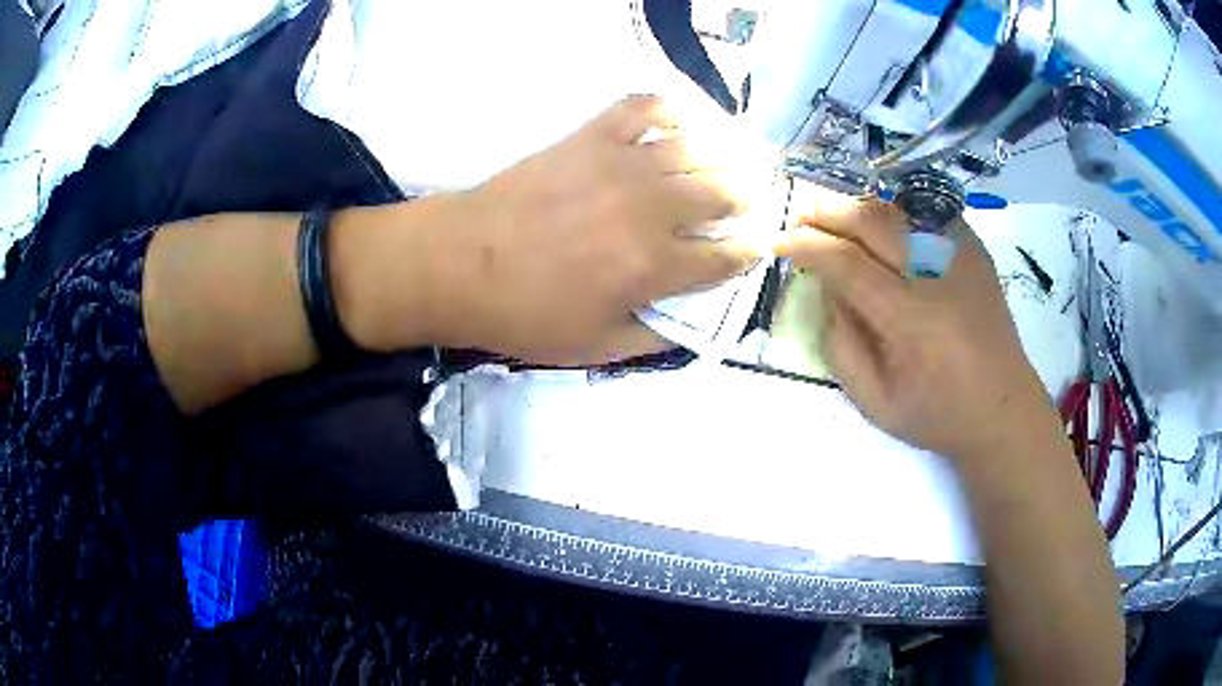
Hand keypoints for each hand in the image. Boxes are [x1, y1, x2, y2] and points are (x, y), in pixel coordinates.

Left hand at [438, 95, 765, 364]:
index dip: (749, 253)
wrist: (458, 263)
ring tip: (728, 164)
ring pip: (697, 149)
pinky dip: (670, 109)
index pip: (727, 256)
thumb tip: (692, 324)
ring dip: (724, 158)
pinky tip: (681, 120)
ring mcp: (621, 164)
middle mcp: (650, 209)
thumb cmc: (524, 313)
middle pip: (724, 194)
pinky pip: (644, 108)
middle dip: (748, 201)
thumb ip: (654, 337)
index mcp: (653, 267)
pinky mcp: (590, 137)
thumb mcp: (594, 348)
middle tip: (748, 204)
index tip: (752, 249)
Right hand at [775, 192, 1058, 460]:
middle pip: (872, 219)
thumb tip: (826, 289)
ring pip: (898, 208)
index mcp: (910, 320)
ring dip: (858, 209)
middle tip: (800, 217)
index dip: (807, 246)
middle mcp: (937, 275)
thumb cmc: (937, 414)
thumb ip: (840, 344)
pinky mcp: (974, 250)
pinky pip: (927, 213)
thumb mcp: (875, 402)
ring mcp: (960, 255)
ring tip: (835, 220)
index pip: (847, 263)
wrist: (1003, 407)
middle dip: (827, 211)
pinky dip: (896, 213)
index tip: (780, 242)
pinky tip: (883, 229)